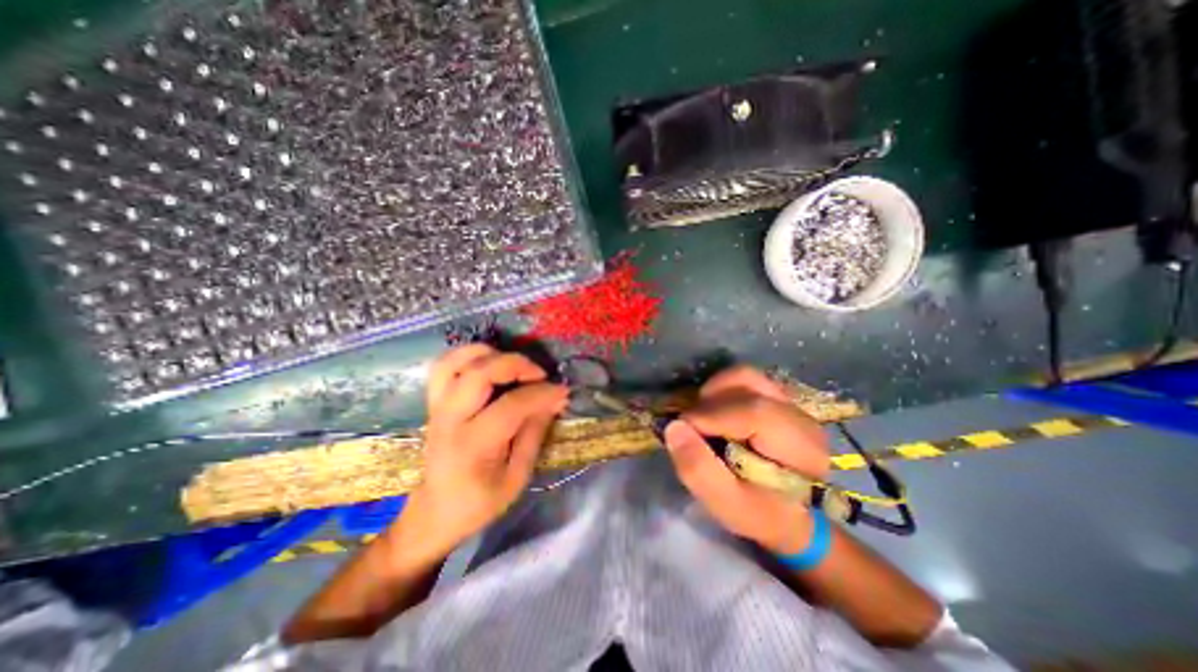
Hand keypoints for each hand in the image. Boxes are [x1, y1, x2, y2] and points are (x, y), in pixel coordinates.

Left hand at [399, 345, 566, 558]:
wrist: (434, 512)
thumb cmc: (479, 502)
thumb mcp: (517, 477)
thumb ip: (535, 433)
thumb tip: (554, 400)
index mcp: (473, 446)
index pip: (511, 406)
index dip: (542, 393)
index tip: (562, 391)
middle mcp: (451, 419)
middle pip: (479, 373)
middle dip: (516, 364)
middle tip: (539, 374)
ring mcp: (437, 407)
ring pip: (456, 361)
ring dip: (490, 354)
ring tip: (513, 364)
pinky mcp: (434, 402)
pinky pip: (444, 365)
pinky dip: (468, 355)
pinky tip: (489, 362)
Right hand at [659, 367, 829, 550]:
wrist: (790, 512)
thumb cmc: (761, 513)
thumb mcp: (727, 505)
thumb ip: (699, 470)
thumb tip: (674, 427)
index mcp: (801, 448)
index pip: (753, 412)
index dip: (710, 416)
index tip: (682, 430)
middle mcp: (800, 416)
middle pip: (747, 384)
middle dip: (709, 402)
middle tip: (692, 427)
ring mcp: (790, 402)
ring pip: (745, 376)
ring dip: (714, 392)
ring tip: (703, 418)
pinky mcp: (777, 397)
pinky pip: (744, 380)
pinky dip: (722, 390)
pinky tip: (715, 413)